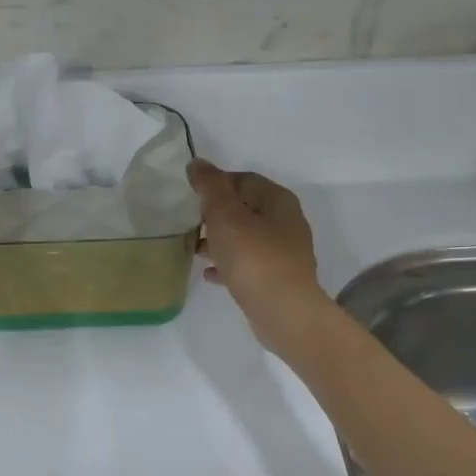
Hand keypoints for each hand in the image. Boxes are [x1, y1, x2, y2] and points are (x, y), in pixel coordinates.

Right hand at [189, 159, 326, 353]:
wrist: (283, 312)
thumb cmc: (253, 257)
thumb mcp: (225, 215)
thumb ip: (210, 187)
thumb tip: (198, 163)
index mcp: (277, 200)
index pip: (243, 179)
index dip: (216, 183)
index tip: (190, 196)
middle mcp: (286, 221)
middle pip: (245, 208)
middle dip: (216, 214)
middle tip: (189, 223)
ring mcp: (284, 252)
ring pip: (245, 237)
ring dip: (220, 240)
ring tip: (193, 250)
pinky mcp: (277, 278)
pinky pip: (248, 263)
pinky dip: (228, 264)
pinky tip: (209, 274)